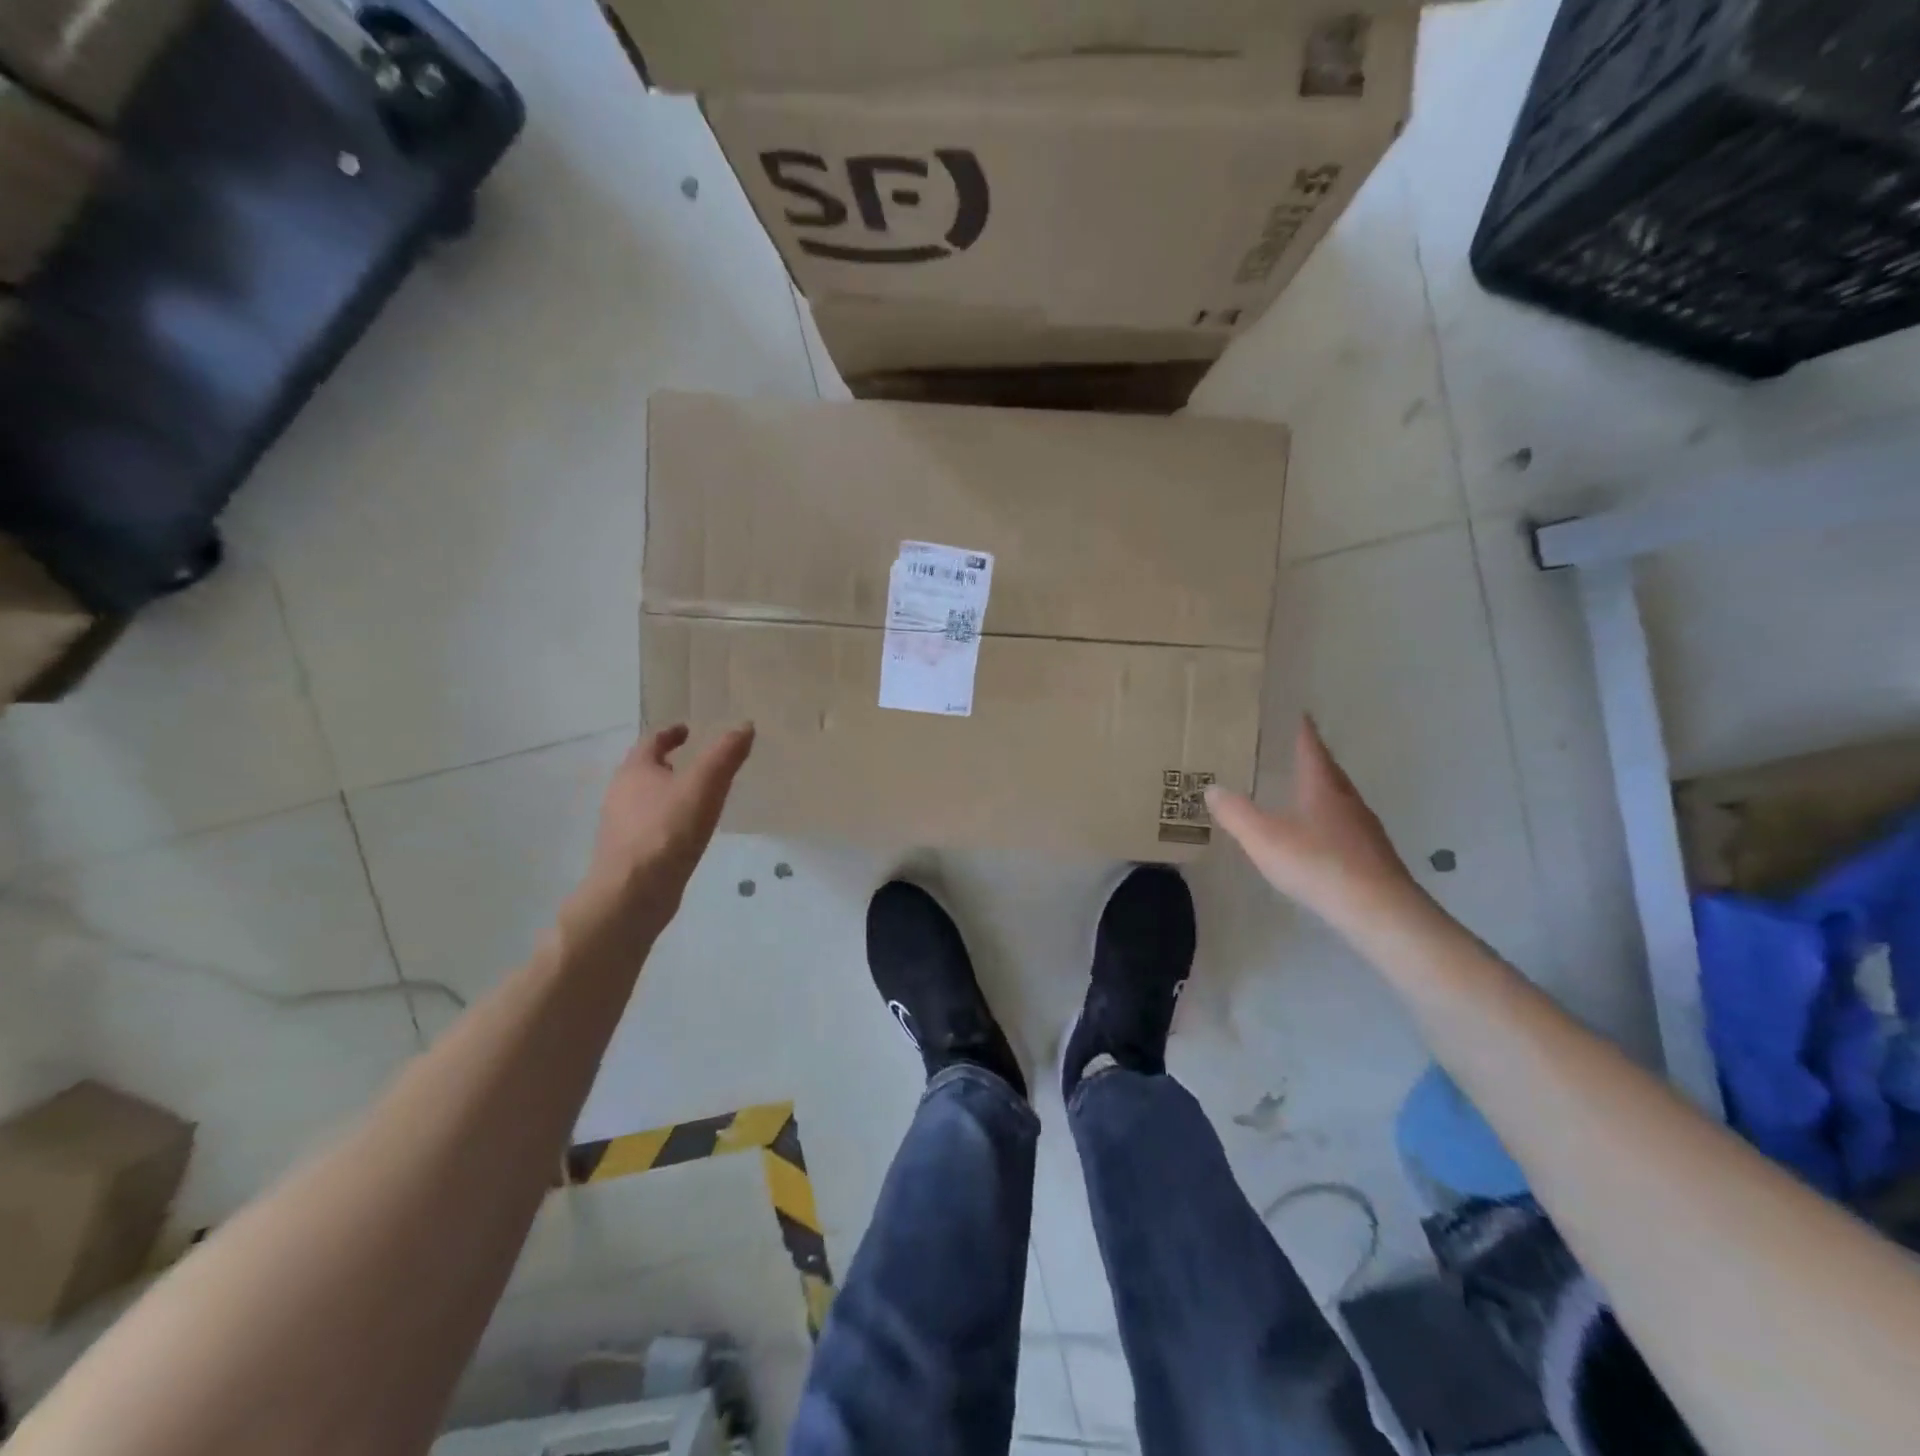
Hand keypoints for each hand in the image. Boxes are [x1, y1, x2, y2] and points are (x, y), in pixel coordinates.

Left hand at [572, 723, 754, 939]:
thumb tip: (745, 725)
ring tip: (696, 800)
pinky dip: (667, 822)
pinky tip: (686, 835)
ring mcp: (621, 827)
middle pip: (644, 771)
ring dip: (667, 795)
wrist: (634, 894)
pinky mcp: (628, 855)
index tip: (687, 730)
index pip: (651, 741)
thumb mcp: (705, 785)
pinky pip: (650, 828)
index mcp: (635, 771)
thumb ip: (725, 754)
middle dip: (668, 764)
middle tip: (697, 764)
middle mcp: (620, 794)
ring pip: (645, 800)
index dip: (671, 733)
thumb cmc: (668, 830)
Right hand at [1205, 718, 1418, 929]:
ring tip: (1302, 794)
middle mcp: (1347, 800)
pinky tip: (1319, 838)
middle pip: (1329, 772)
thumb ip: (1236, 813)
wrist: (1379, 911)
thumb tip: (1212, 788)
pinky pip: (1346, 827)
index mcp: (1322, 786)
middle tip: (1293, 752)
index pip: (1311, 748)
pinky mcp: (1374, 856)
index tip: (1298, 713)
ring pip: (1340, 800)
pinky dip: (1330, 822)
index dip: (1302, 730)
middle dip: (1312, 760)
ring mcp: (1365, 829)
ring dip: (1322, 792)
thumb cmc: (1318, 864)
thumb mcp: (1264, 838)